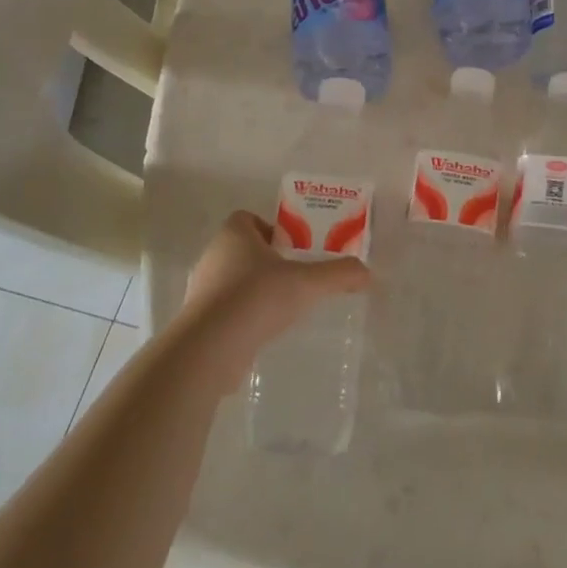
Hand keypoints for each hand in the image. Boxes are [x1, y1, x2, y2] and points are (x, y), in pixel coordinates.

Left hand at [178, 211, 369, 385]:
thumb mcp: (306, 283)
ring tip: (282, 307)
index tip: (294, 248)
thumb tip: (367, 273)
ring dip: (255, 290)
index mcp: (233, 234)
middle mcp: (213, 256)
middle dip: (268, 261)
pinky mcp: (198, 321)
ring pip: (233, 281)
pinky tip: (263, 331)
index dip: (272, 229)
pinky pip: (225, 310)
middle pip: (243, 249)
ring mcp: (202, 290)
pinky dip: (243, 317)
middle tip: (296, 276)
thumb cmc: (256, 298)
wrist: (209, 349)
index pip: (248, 218)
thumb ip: (338, 274)